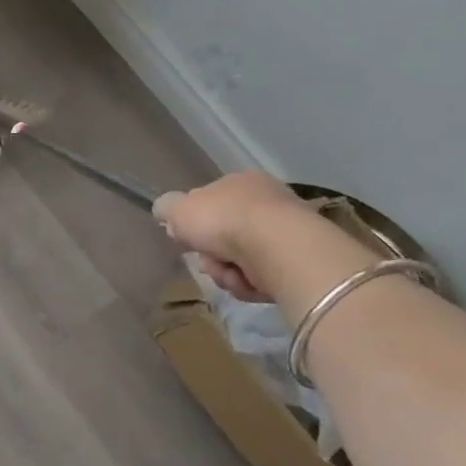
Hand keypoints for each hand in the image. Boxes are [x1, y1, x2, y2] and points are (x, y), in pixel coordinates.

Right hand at [151, 172, 313, 302]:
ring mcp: (286, 233)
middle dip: (210, 255)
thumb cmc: (223, 219)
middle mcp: (266, 203)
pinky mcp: (299, 262)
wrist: (277, 247)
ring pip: (240, 259)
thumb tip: (166, 213)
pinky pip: (262, 277)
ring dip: (226, 272)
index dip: (194, 223)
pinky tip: (247, 282)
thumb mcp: (177, 208)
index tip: (185, 239)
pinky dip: (249, 283)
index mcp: (240, 182)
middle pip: (224, 236)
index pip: (210, 202)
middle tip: (206, 262)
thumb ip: (167, 208)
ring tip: (229, 275)